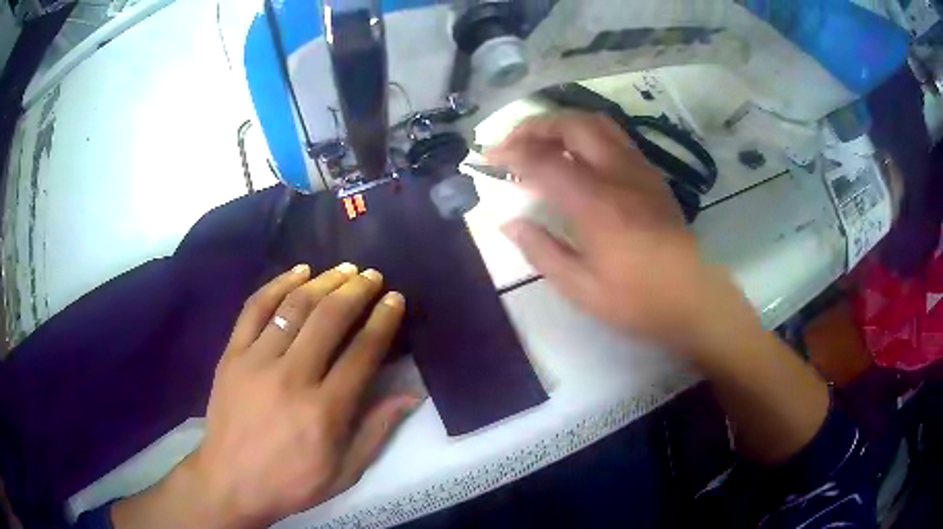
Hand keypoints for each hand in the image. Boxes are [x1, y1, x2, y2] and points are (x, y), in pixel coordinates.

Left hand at [112, 264, 417, 528]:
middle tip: (372, 275)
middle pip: (329, 320)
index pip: (362, 352)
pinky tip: (298, 271)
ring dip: (323, 282)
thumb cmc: (292, 482)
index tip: (395, 299)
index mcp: (325, 411)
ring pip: (294, 308)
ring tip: (343, 270)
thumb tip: (410, 394)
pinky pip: (254, 309)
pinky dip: (277, 284)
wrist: (230, 480)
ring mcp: (256, 361)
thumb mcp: (345, 471)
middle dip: (356, 291)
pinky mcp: (232, 354)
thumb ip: (377, 431)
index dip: (383, 321)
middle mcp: (292, 377)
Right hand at [487, 114, 746, 347]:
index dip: (512, 152)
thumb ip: (541, 250)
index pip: (544, 160)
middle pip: (573, 125)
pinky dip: (587, 133)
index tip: (490, 157)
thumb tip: (510, 223)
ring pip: (598, 123)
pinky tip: (578, 154)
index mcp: (595, 204)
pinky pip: (615, 138)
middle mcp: (617, 174)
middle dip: (536, 125)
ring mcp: (639, 170)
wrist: (694, 298)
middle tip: (513, 141)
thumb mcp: (580, 288)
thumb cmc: (637, 300)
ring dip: (563, 123)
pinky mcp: (652, 176)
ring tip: (541, 140)